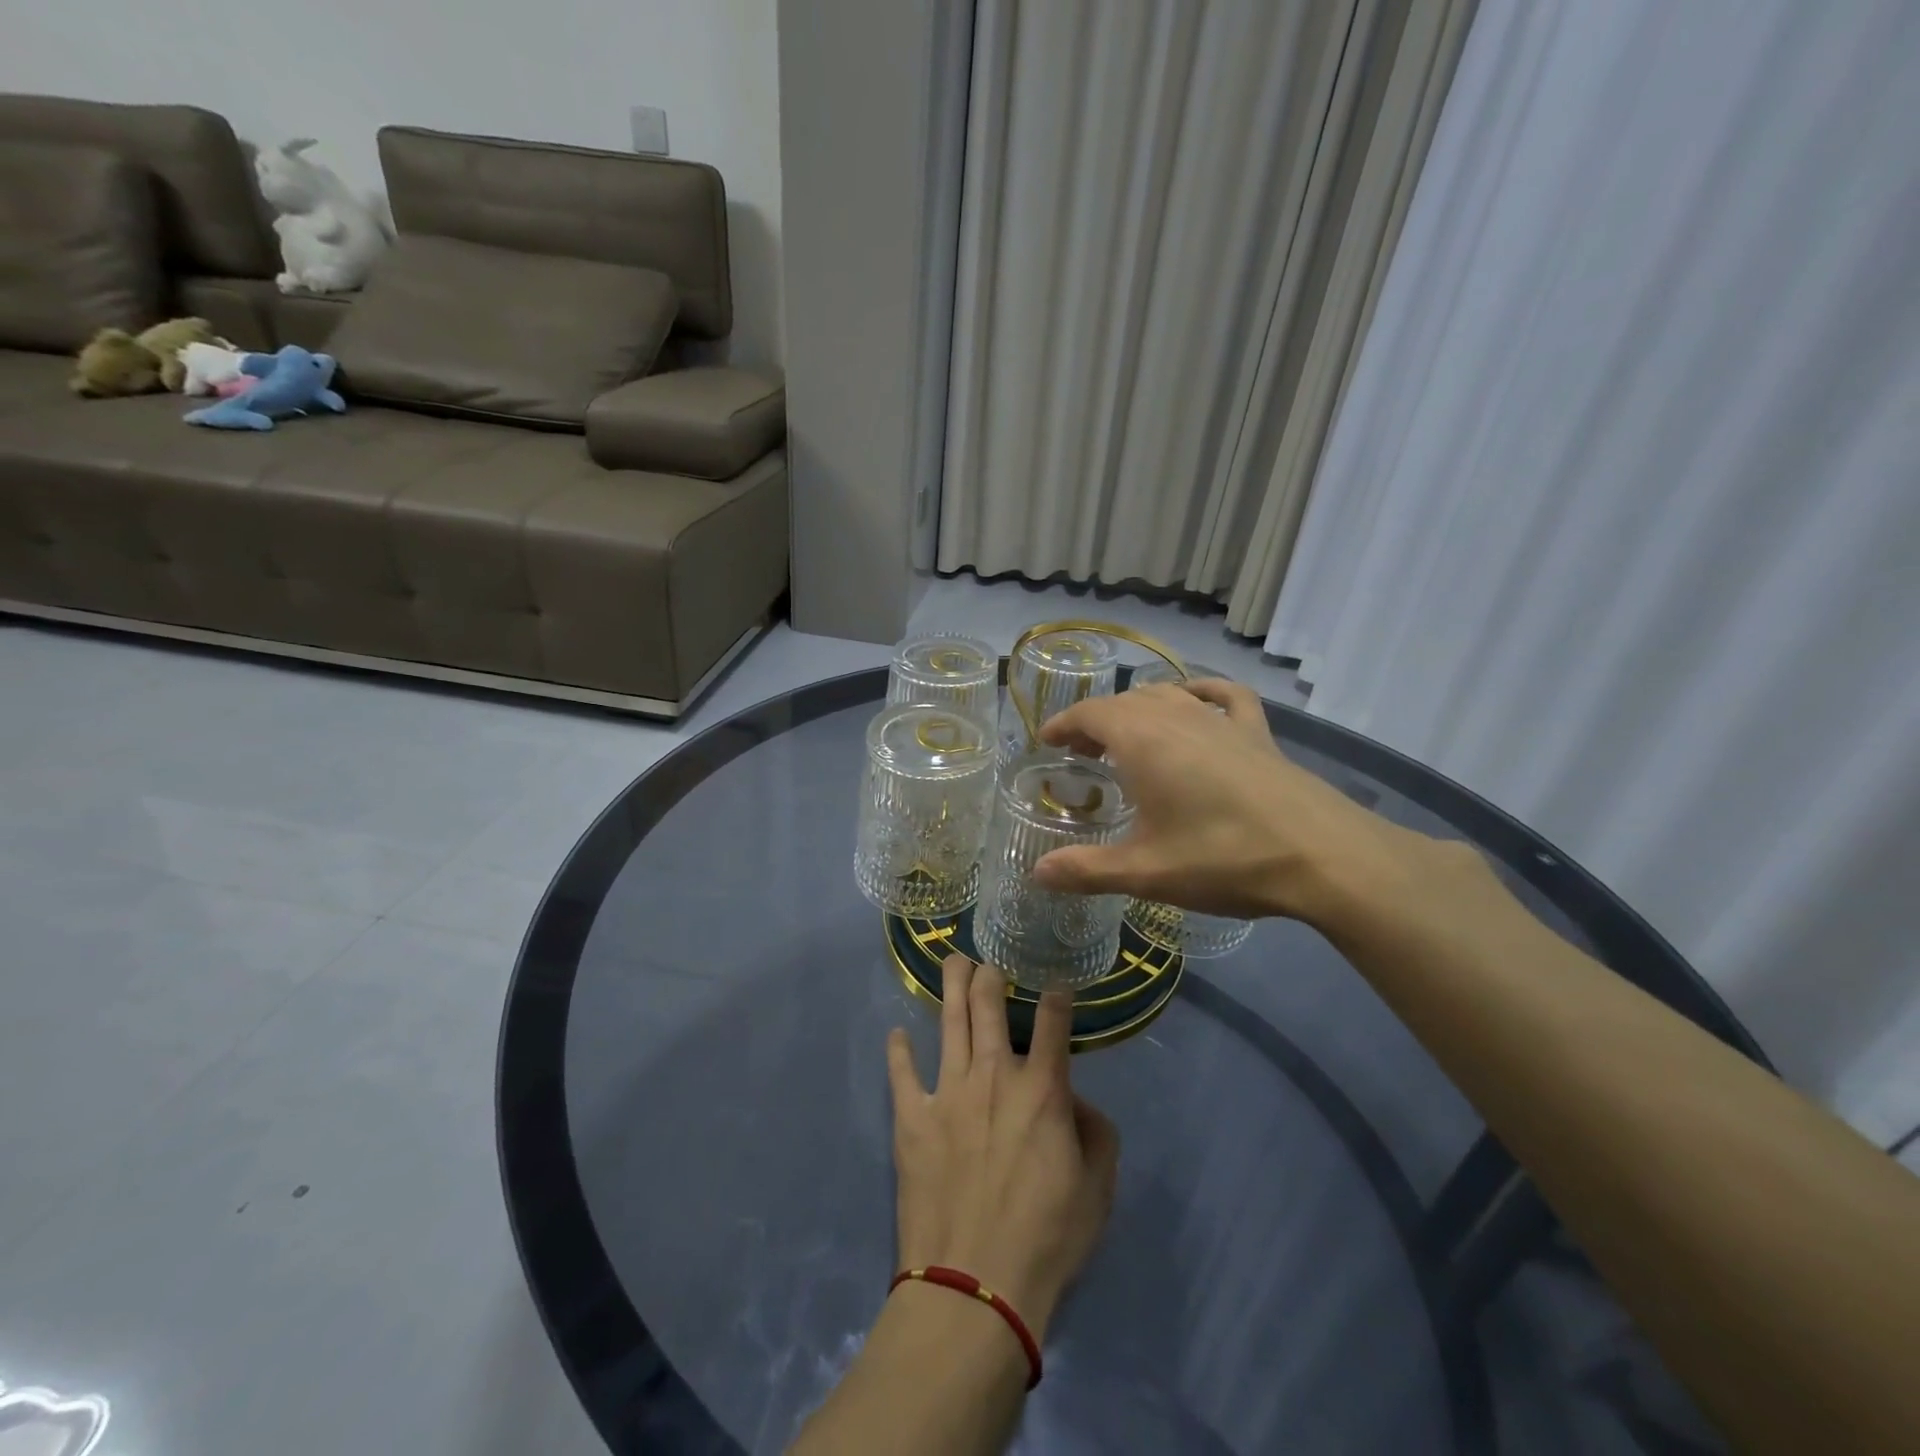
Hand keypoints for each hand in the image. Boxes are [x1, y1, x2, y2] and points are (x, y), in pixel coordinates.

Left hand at [886, 954, 1118, 1340]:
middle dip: (990, 974)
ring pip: (949, 1022)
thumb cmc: (1047, 1238)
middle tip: (988, 959)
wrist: (976, 1285)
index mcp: (1042, 1089)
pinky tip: (897, 1034)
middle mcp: (993, 1075)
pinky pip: (902, 1073)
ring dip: (952, 987)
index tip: (1054, 982)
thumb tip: (1074, 1100)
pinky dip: (899, 1051)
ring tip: (952, 962)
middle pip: (989, 1006)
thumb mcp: (1097, 1188)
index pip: (1053, 1022)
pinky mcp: (912, 1117)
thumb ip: (1095, 1132)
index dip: (1056, 995)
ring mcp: (948, 1091)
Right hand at [1033, 680, 1432, 924]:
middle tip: (1080, 752)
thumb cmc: (1223, 857)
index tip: (1047, 741)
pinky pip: (1222, 696)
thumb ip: (1086, 870)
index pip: (1090, 714)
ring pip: (1167, 695)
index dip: (1063, 724)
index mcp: (1142, 740)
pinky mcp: (1257, 732)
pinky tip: (1196, 702)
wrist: (1322, 854)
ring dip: (1137, 709)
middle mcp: (1177, 716)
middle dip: (1095, 721)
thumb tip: (1037, 873)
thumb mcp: (1146, 872)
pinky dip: (1200, 692)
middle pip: (1124, 702)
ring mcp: (1221, 720)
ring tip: (1126, 736)